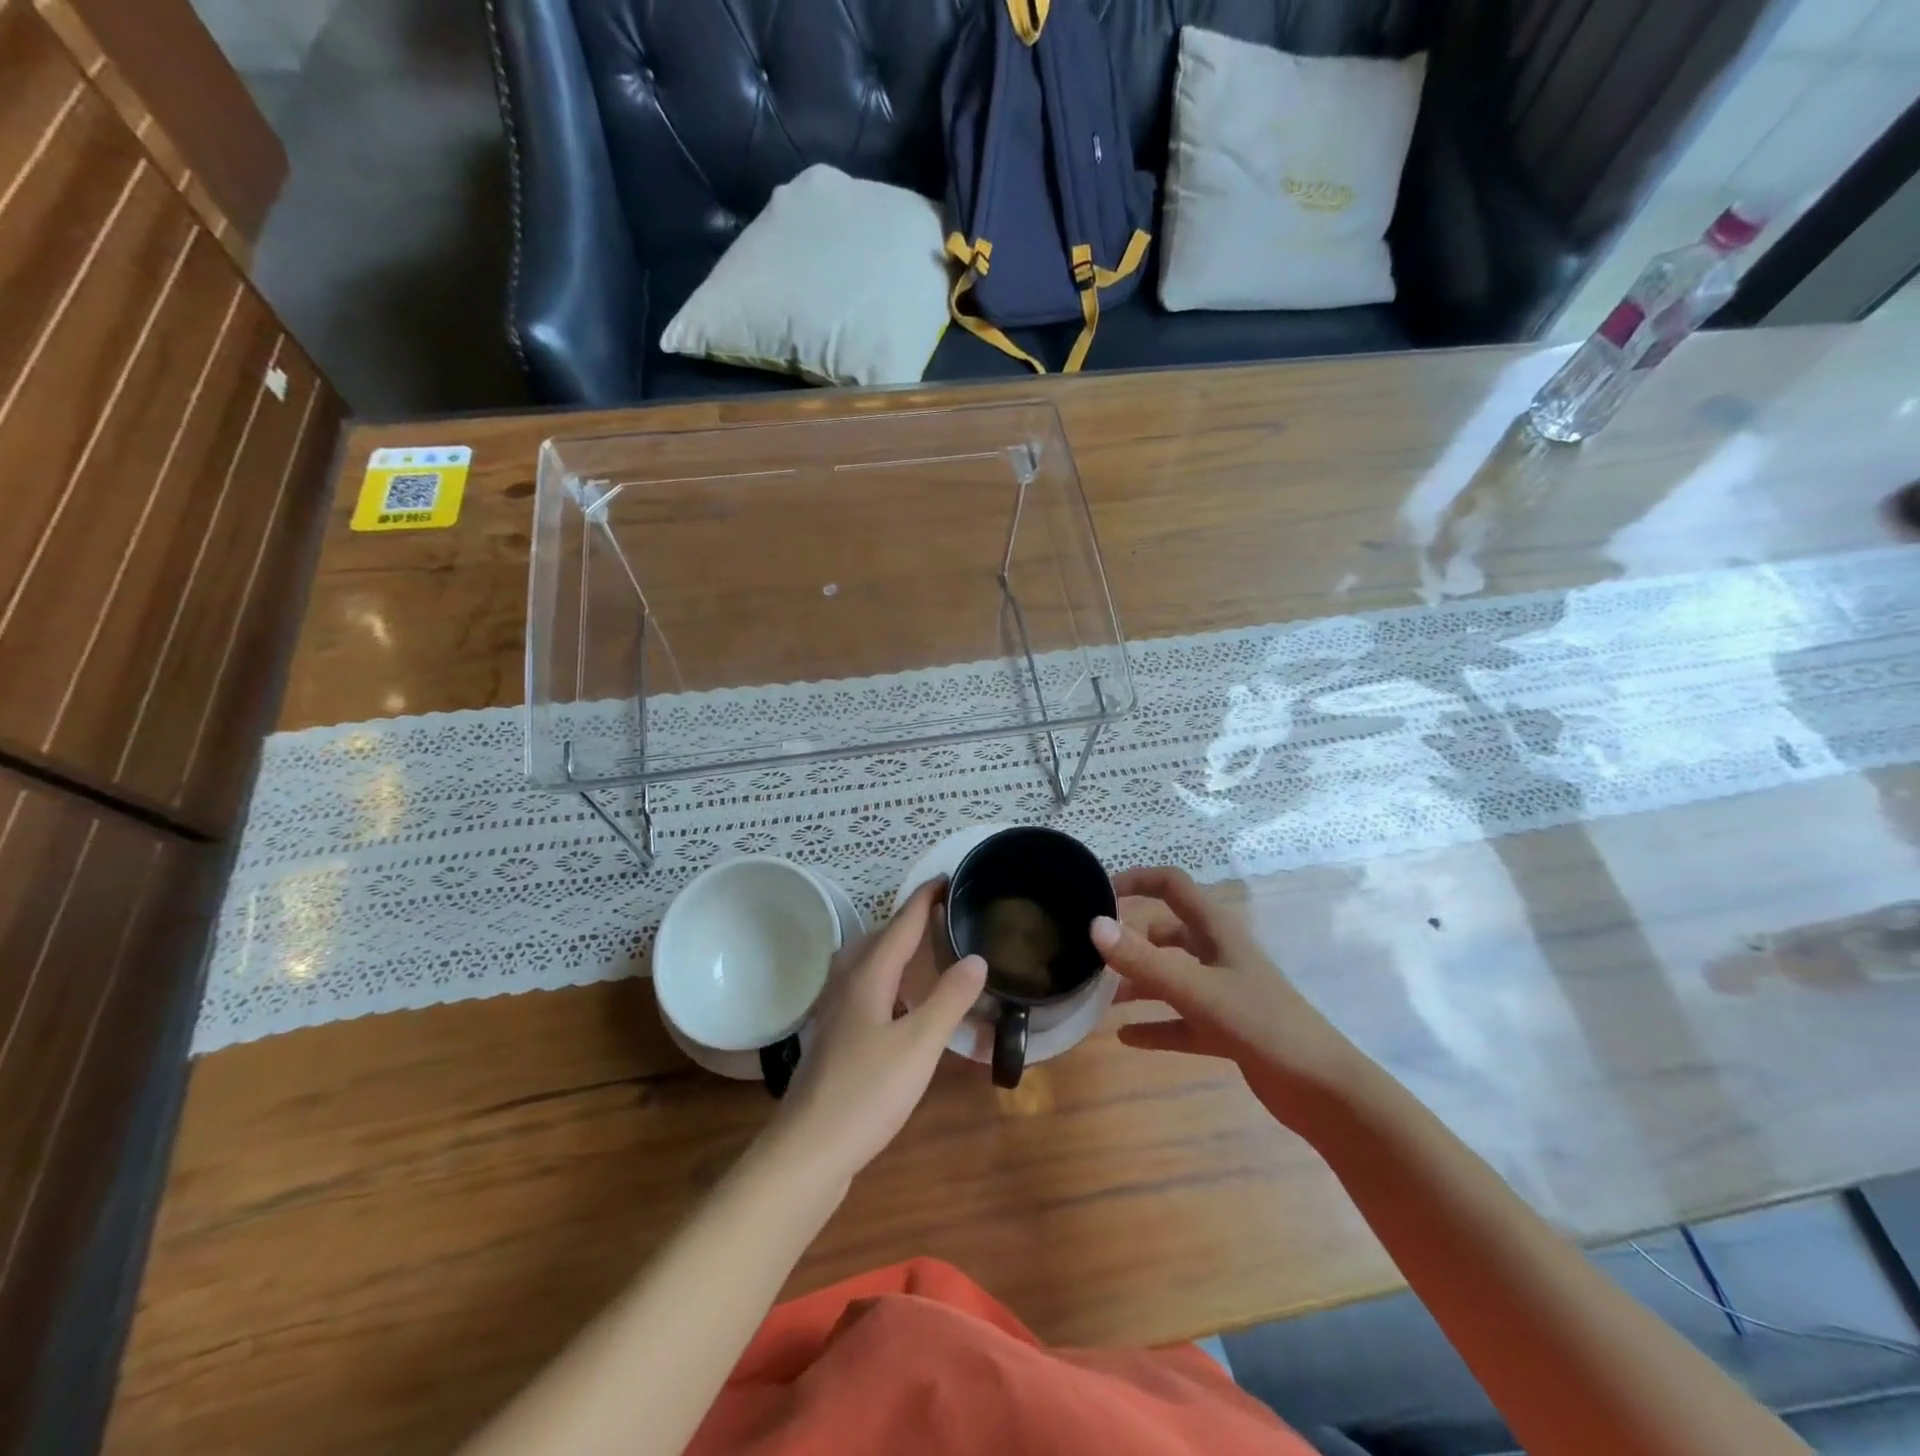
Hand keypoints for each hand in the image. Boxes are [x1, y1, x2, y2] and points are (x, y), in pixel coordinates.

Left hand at [764, 881, 986, 1190]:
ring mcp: (836, 1012)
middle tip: (945, 914)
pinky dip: (889, 982)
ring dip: (897, 950)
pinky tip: (900, 1005)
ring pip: (869, 965)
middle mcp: (847, 985)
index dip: (924, 899)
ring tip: (926, 952)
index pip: (900, 924)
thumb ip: (949, 1000)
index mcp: (868, 977)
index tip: (947, 878)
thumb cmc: (867, 1093)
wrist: (808, 1150)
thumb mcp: (919, 1045)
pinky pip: (866, 990)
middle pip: (880, 939)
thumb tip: (976, 957)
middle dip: (910, 921)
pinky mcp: (835, 1038)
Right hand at [1093, 867, 1363, 1124]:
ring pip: (1171, 977)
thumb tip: (1094, 925)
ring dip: (1139, 985)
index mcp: (1216, 930)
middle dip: (1131, 941)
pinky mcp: (1225, 1028)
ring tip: (1101, 1000)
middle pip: (1166, 933)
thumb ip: (1144, 960)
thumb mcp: (1197, 991)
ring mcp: (1223, 992)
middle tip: (1094, 957)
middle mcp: (1217, 954)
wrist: (1323, 1090)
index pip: (1172, 885)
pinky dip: (1154, 1025)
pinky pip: (1180, 1021)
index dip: (1137, 880)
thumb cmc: (1262, 1024)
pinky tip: (1125, 1038)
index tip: (1099, 894)